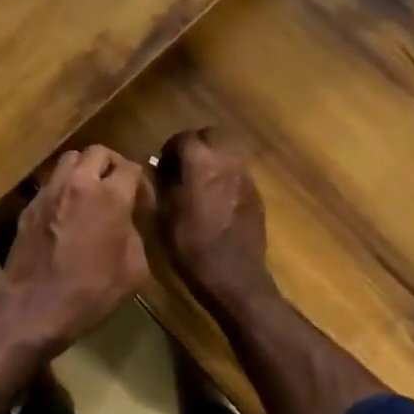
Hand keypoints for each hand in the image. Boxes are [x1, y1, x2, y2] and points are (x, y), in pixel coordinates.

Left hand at [0, 146, 152, 351]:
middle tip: (119, 189)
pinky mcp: (29, 205)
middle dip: (113, 165)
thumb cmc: (91, 292)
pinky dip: (64, 187)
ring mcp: (49, 191)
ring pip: (70, 160)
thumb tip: (127, 222)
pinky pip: (51, 182)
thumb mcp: (134, 270)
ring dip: (85, 169)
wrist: (34, 307)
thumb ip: (135, 235)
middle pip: (98, 152)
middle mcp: (78, 183)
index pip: (131, 168)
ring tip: (92, 193)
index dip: (142, 183)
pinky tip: (68, 212)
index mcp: (109, 196)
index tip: (143, 205)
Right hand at [155, 127, 277, 315]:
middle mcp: (226, 163)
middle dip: (196, 144)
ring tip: (199, 180)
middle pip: (212, 135)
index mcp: (200, 164)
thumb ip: (160, 185)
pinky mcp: (256, 194)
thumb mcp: (163, 216)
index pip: (184, 138)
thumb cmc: (192, 247)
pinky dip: (225, 175)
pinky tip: (216, 198)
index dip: (170, 148)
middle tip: (182, 165)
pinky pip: (238, 172)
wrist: (235, 278)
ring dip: (213, 158)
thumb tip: (156, 169)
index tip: (161, 166)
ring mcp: (245, 178)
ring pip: (229, 151)